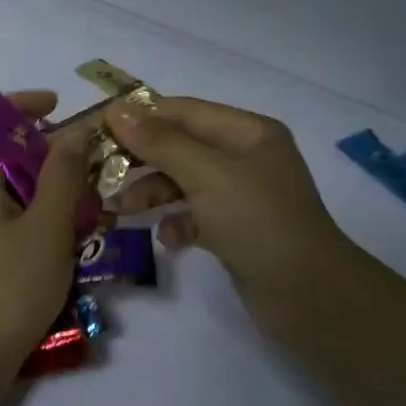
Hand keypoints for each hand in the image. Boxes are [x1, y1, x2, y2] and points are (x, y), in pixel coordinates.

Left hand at [0, 91, 89, 385]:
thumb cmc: (9, 287)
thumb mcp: (48, 228)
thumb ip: (62, 175)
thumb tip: (72, 132)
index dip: (18, 104)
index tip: (57, 109)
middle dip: (41, 148)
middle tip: (82, 163)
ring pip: (1, 186)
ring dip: (40, 184)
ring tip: (80, 202)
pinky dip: (29, 211)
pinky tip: (60, 236)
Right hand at [104, 97, 350, 306]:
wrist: (307, 294)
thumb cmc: (258, 221)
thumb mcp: (206, 175)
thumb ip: (160, 143)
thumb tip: (116, 110)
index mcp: (247, 132)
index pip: (184, 111)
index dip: (141, 116)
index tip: (98, 128)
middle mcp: (245, 157)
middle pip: (181, 147)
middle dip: (142, 160)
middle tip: (101, 172)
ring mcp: (241, 195)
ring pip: (183, 183)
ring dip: (151, 193)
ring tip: (121, 211)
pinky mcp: (235, 229)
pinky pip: (195, 215)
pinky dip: (178, 223)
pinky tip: (170, 239)